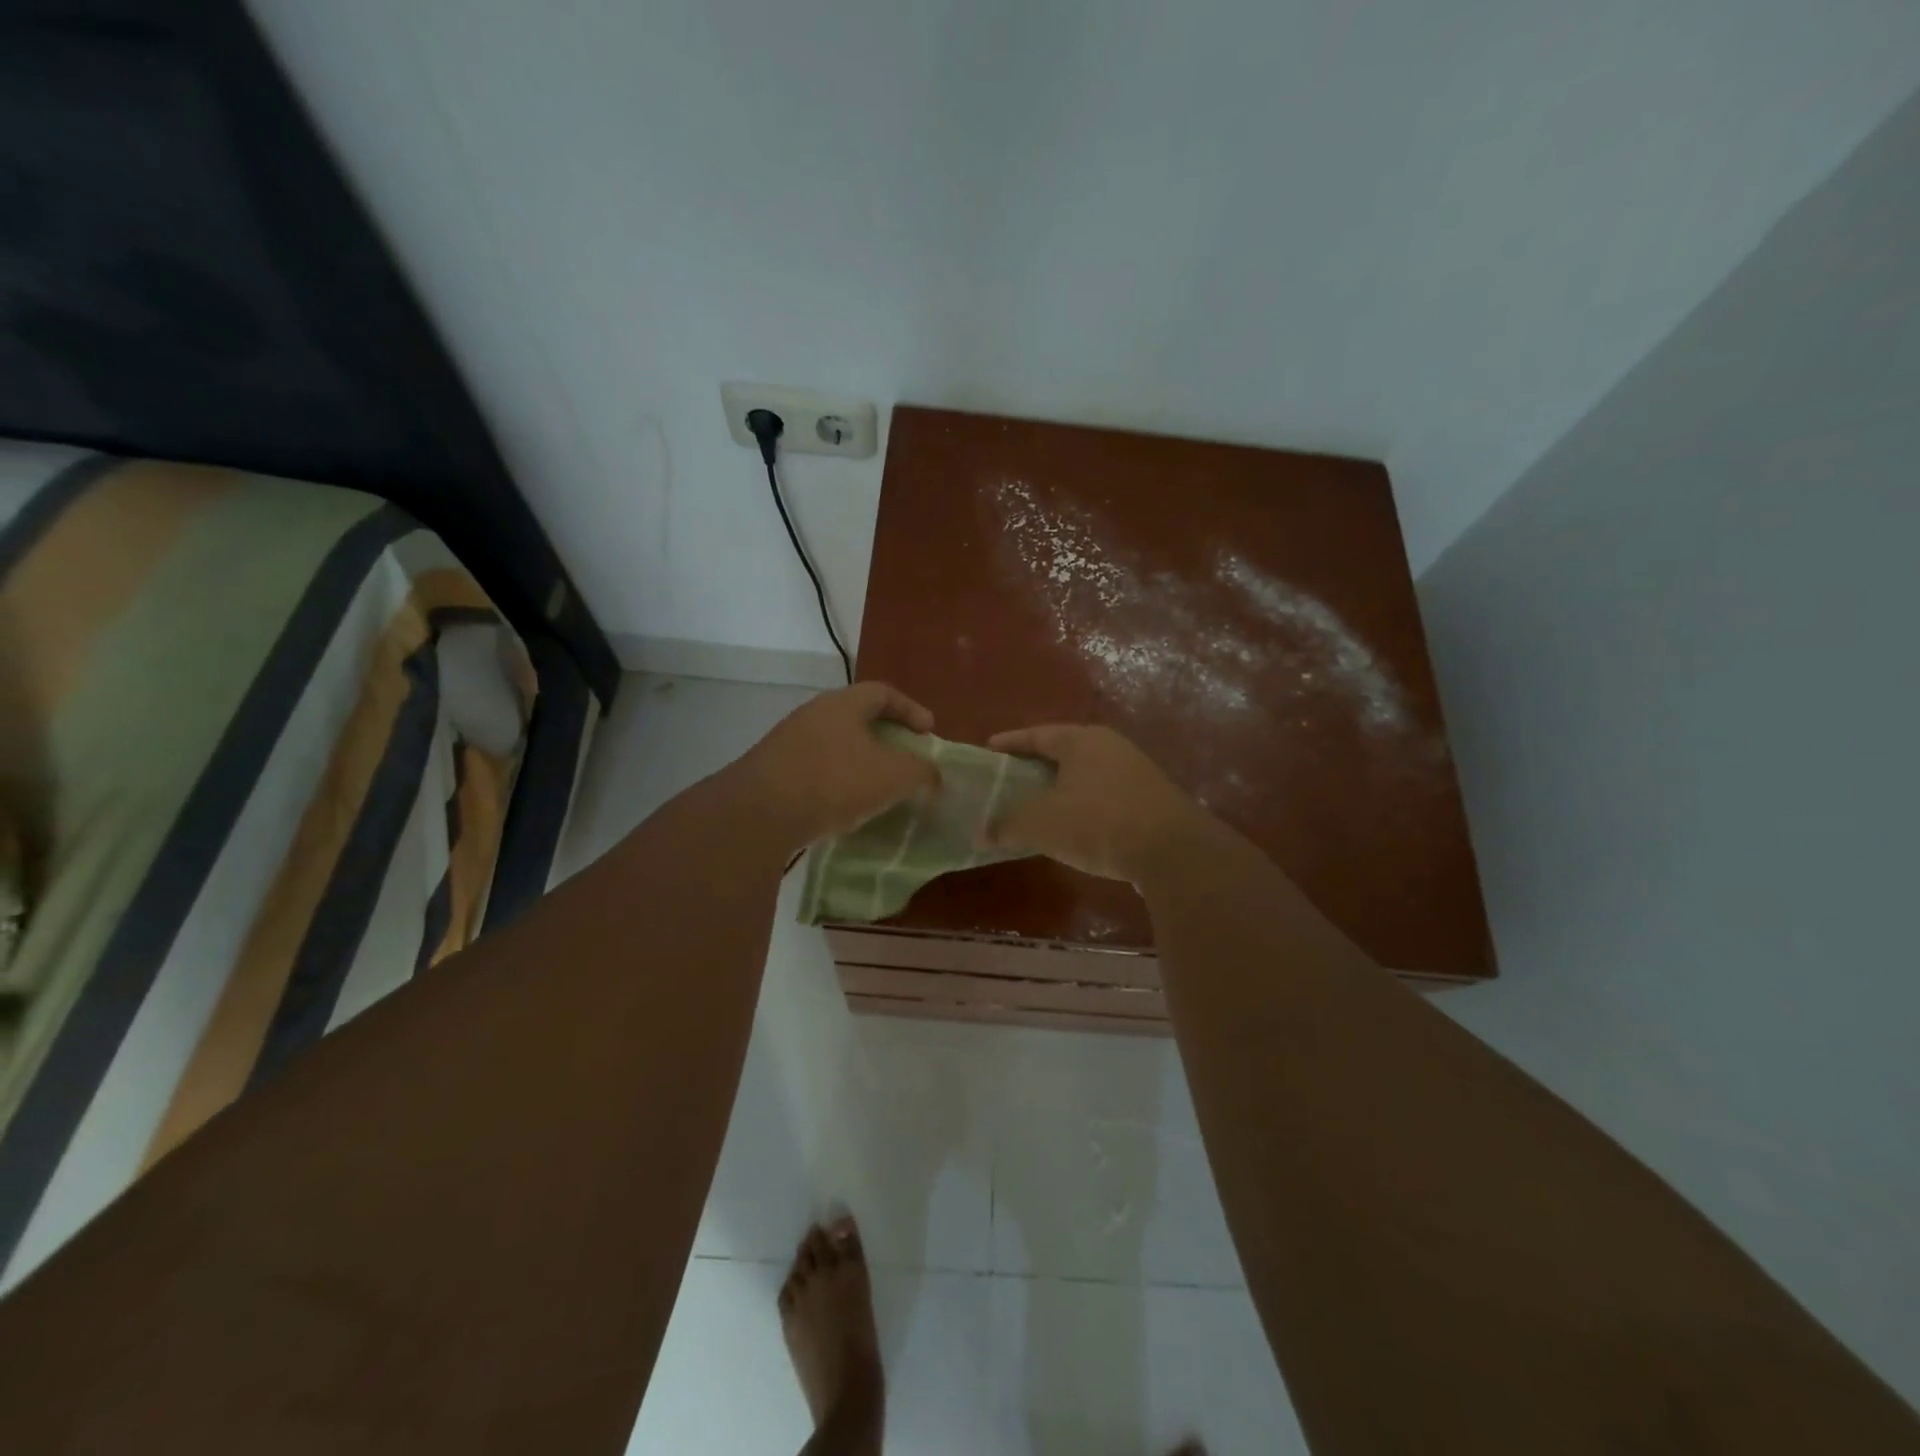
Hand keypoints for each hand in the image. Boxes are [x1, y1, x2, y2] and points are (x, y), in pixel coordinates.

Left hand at [738, 682, 940, 847]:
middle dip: (886, 737)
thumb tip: (934, 776)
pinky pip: (817, 768)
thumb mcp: (893, 776)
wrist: (759, 812)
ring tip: (879, 787)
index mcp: (843, 704)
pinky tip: (845, 806)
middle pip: (858, 717)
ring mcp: (789, 741)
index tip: (929, 732)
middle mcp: (814, 714)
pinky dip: (838, 781)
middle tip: (906, 759)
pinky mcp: (774, 770)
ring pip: (836, 744)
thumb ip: (922, 772)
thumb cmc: (835, 781)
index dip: (911, 709)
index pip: (883, 692)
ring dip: (861, 761)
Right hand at [982, 724, 1209, 884]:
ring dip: (1063, 788)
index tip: (990, 748)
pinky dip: (1085, 806)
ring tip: (1040, 805)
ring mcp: (1136, 772)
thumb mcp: (1041, 824)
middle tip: (1011, 779)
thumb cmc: (1097, 822)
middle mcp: (1110, 747)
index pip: (1038, 734)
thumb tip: (981, 832)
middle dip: (1036, 765)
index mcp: (1081, 740)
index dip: (1011, 742)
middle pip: (1064, 752)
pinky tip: (1076, 827)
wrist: (1172, 850)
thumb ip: (1007, 825)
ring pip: (1087, 774)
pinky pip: (1106, 796)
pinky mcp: (1151, 800)